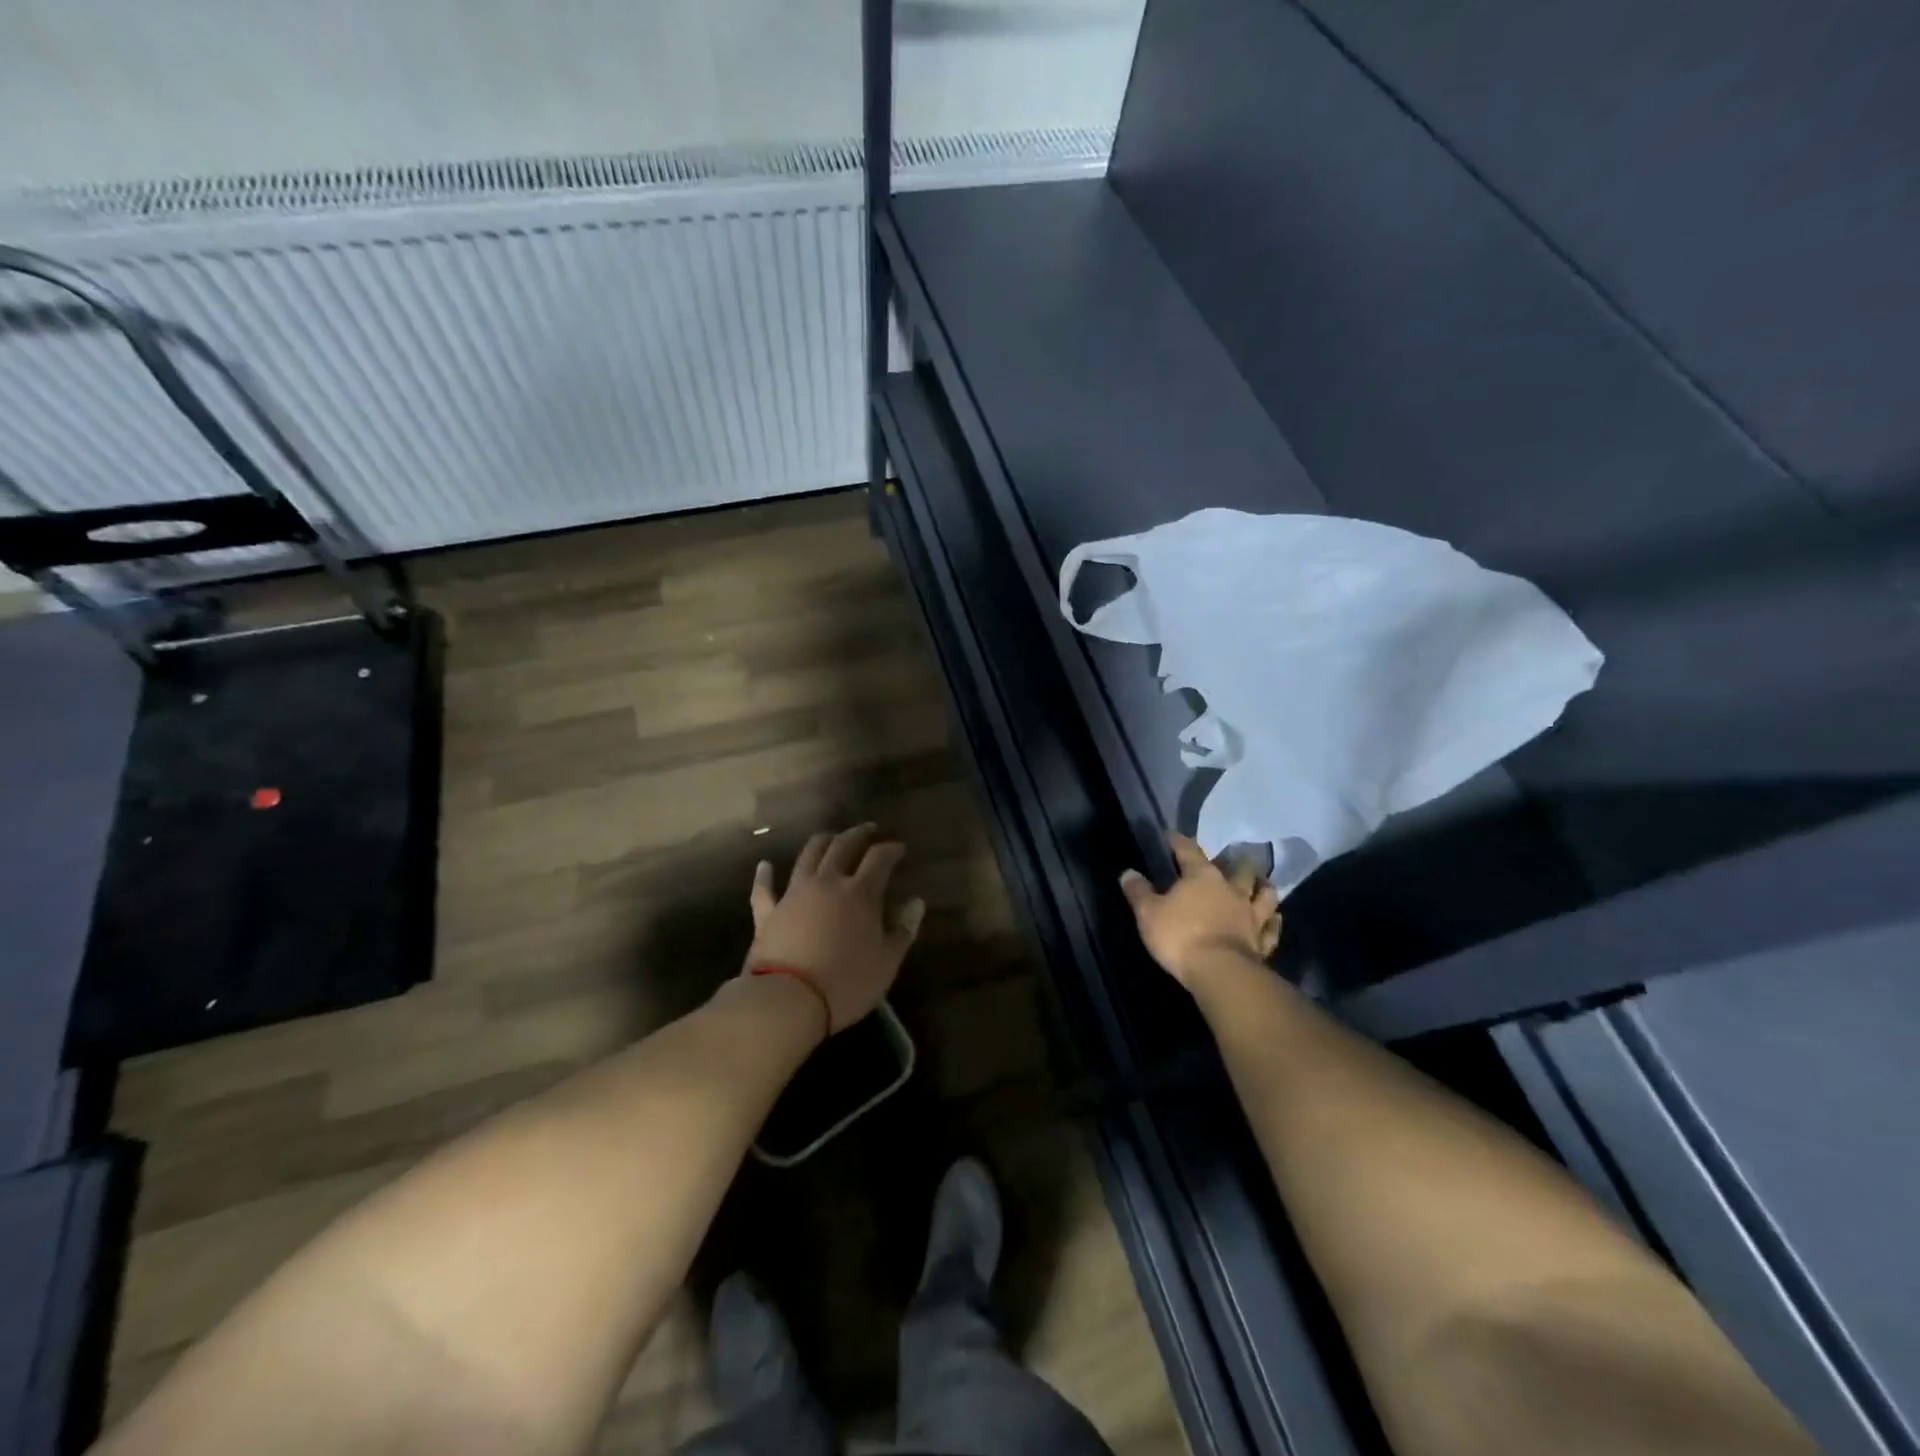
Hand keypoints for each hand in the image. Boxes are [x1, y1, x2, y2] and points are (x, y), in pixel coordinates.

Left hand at [745, 825, 926, 1032]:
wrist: (786, 1001)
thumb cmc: (845, 983)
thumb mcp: (886, 963)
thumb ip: (903, 930)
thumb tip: (916, 903)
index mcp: (860, 893)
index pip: (879, 859)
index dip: (891, 849)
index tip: (900, 847)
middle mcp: (827, 883)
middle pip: (843, 846)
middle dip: (858, 834)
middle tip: (868, 829)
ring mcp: (794, 894)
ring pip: (808, 856)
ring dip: (821, 842)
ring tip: (830, 837)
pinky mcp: (768, 913)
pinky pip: (764, 888)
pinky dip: (765, 875)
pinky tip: (765, 865)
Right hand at [1120, 832, 1281, 988]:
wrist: (1220, 972)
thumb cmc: (1180, 936)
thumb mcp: (1148, 913)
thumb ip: (1138, 892)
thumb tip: (1128, 873)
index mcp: (1202, 876)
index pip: (1189, 850)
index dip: (1179, 842)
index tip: (1172, 836)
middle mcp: (1231, 889)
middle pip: (1239, 868)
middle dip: (1236, 862)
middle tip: (1232, 860)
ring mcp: (1251, 915)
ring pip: (1265, 894)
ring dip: (1262, 887)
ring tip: (1260, 883)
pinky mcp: (1262, 941)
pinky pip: (1272, 928)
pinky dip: (1273, 922)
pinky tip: (1273, 919)